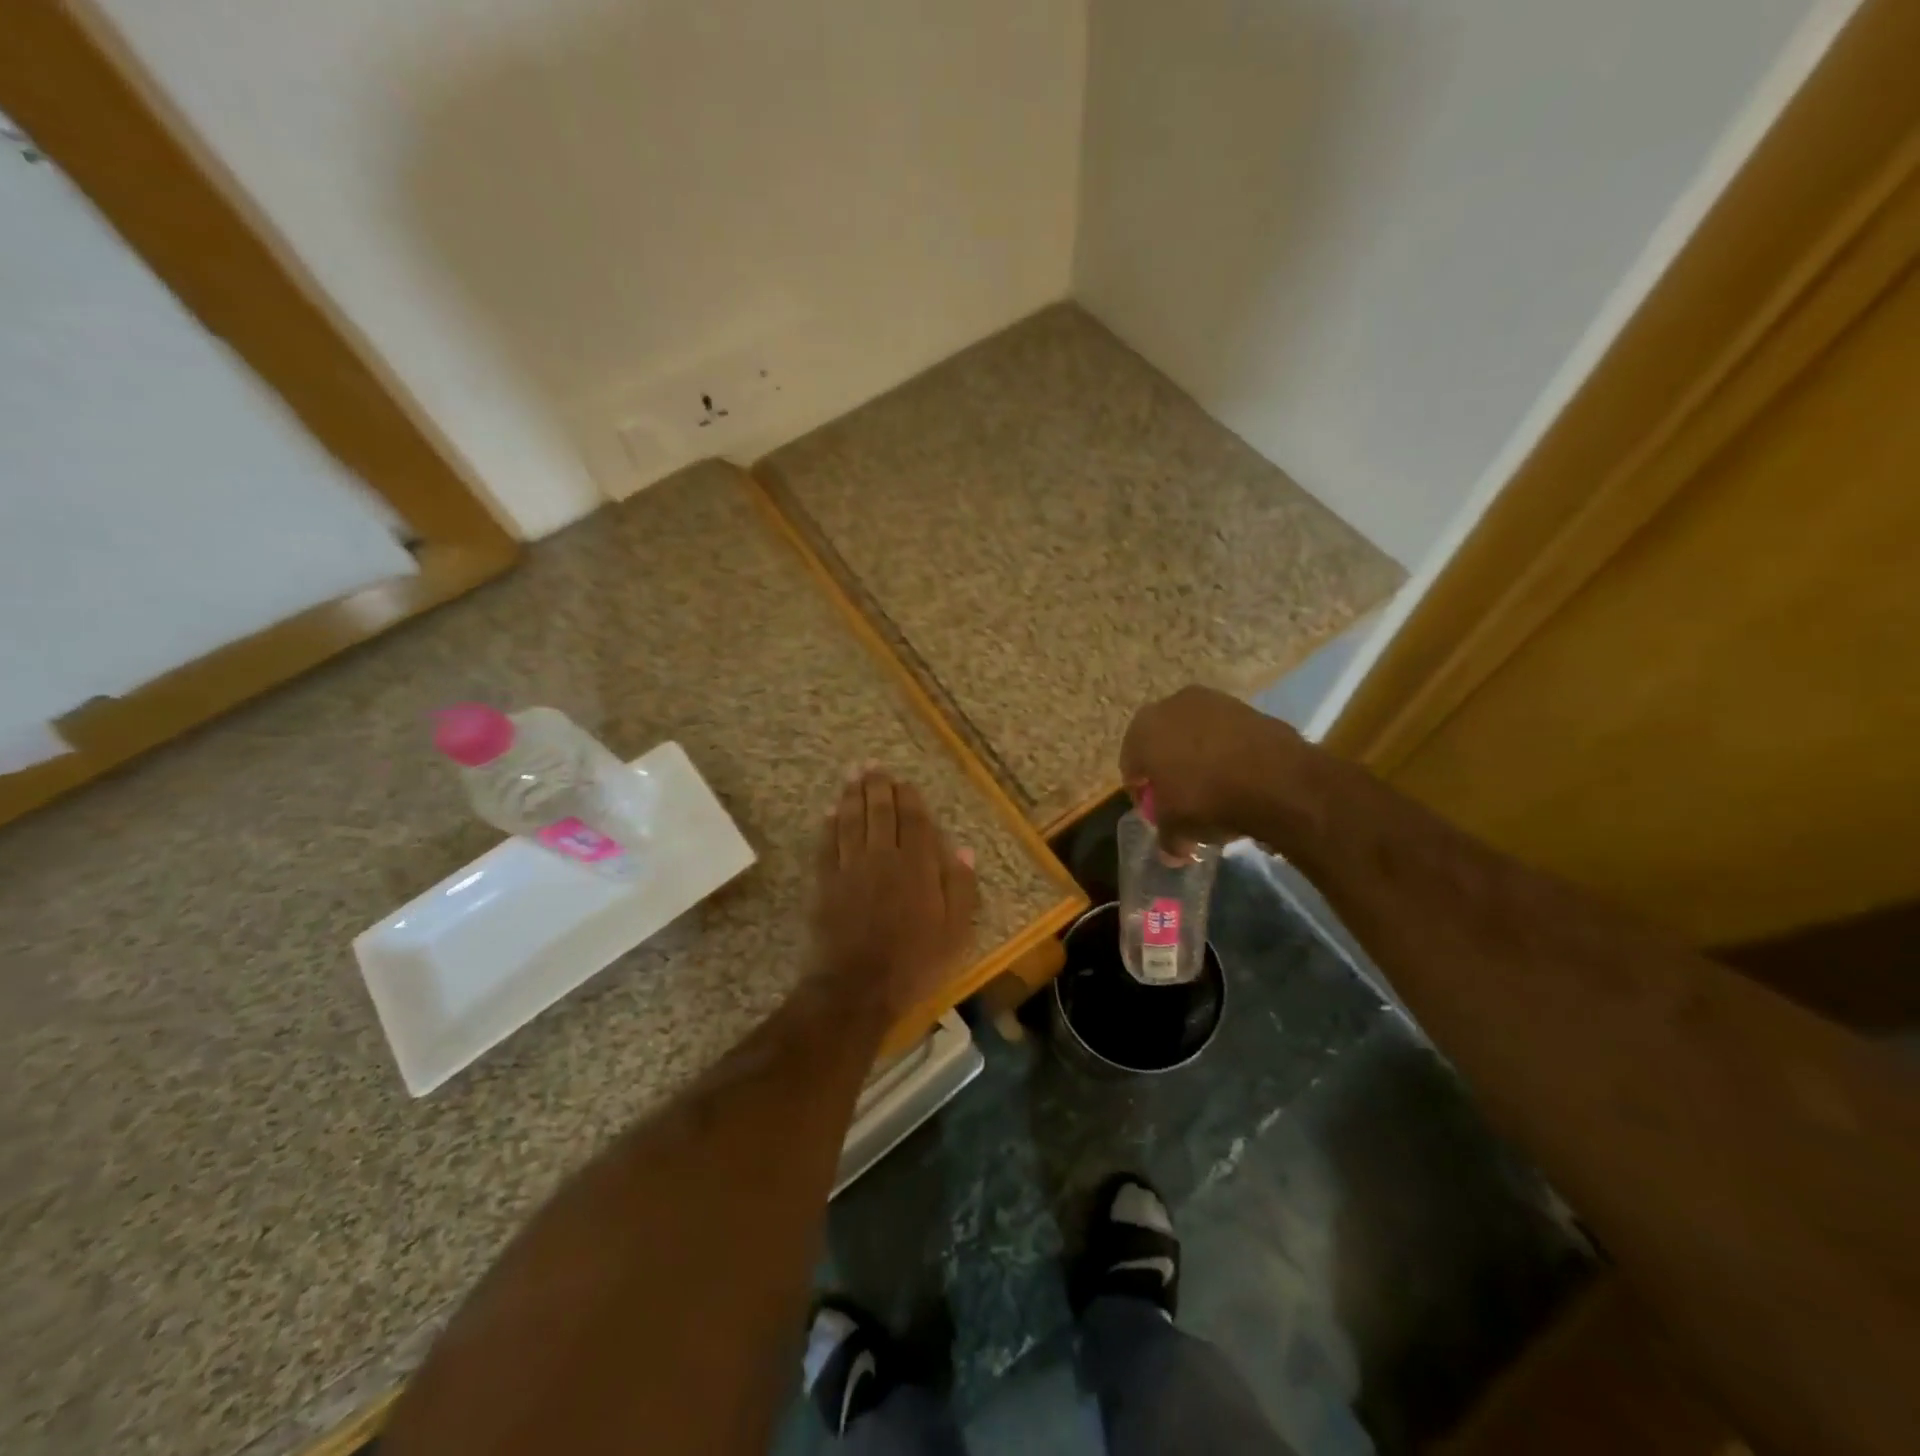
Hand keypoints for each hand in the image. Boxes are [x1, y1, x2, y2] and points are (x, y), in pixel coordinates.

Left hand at [811, 767, 978, 1020]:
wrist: (857, 988)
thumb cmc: (914, 963)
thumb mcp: (956, 933)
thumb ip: (960, 888)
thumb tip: (963, 850)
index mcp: (918, 867)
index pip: (914, 821)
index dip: (909, 798)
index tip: (904, 782)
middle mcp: (883, 858)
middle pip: (880, 813)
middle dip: (877, 786)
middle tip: (872, 766)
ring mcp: (851, 868)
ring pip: (851, 821)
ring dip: (851, 795)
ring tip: (852, 775)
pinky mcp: (825, 883)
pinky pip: (827, 844)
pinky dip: (828, 824)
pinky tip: (829, 811)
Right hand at [1120, 685, 1303, 847]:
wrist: (1277, 779)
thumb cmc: (1207, 800)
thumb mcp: (1178, 829)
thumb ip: (1168, 839)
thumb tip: (1171, 855)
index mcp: (1143, 731)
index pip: (1132, 766)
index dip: (1142, 793)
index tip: (1156, 813)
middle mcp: (1171, 706)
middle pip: (1162, 744)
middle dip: (1169, 770)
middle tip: (1182, 799)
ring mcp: (1212, 701)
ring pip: (1196, 736)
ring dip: (1200, 758)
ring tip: (1216, 789)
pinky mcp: (1247, 707)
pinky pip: (1227, 735)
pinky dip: (1228, 752)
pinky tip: (1241, 777)